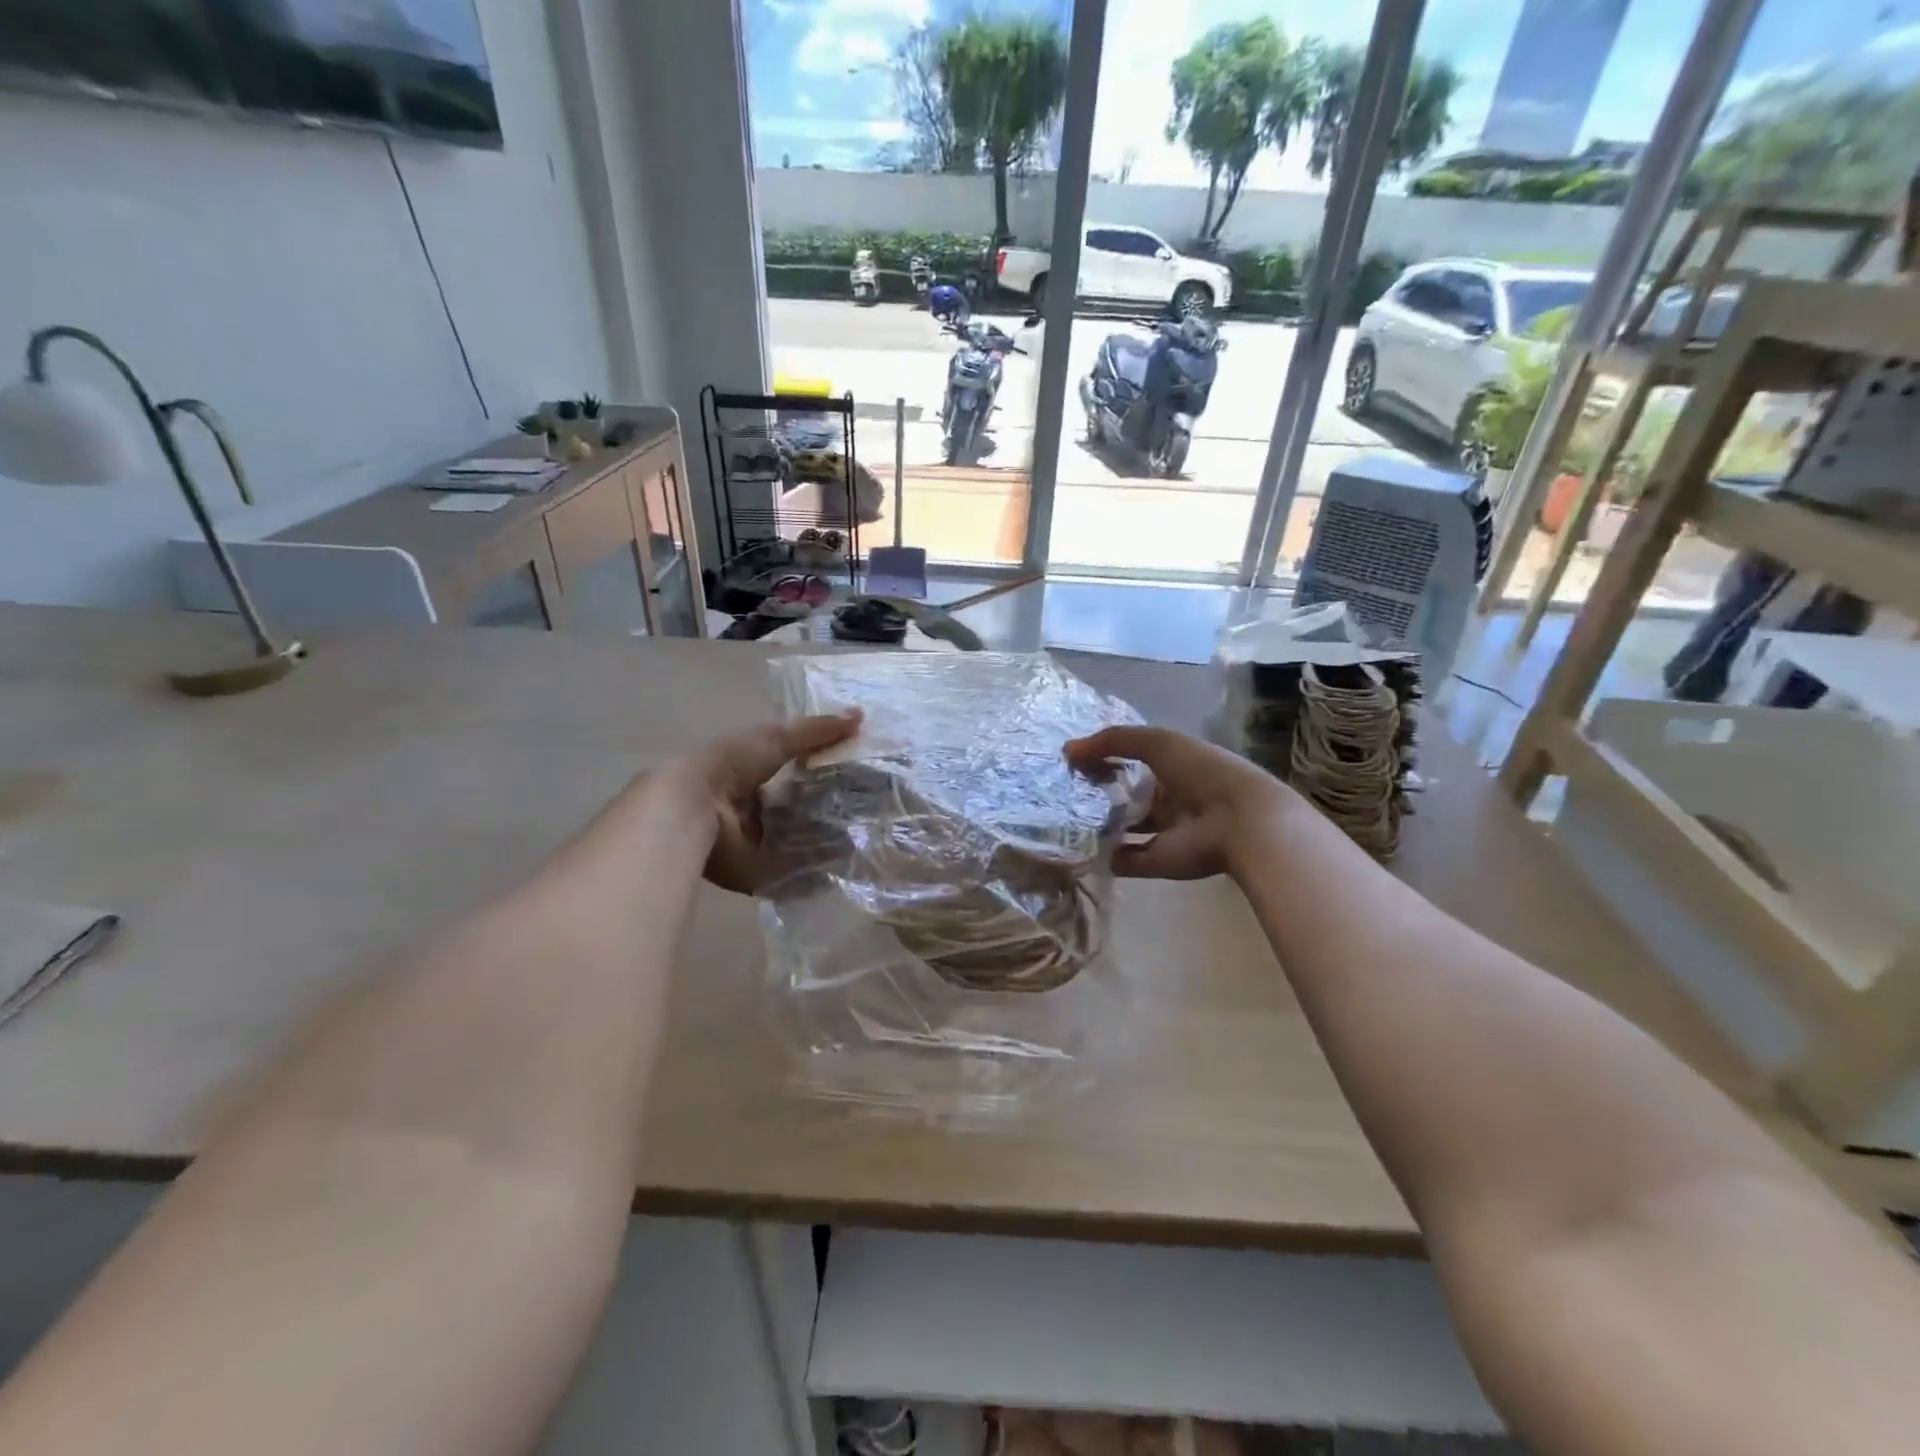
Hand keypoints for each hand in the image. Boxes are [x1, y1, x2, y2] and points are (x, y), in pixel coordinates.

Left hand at [680, 711, 861, 892]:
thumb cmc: (732, 765)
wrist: (693, 808)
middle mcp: (757, 811)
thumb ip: (817, 731)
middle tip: (872, 810)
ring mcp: (758, 845)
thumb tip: (860, 716)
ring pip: (802, 843)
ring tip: (868, 838)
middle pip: (802, 811)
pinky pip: (797, 873)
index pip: (797, 775)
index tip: (863, 776)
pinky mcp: (761, 873)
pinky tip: (848, 864)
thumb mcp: (777, 737)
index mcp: (755, 775)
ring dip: (829, 842)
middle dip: (832, 811)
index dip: (827, 773)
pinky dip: (819, 871)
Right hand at [1065, 725, 1292, 881]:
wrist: (1240, 821)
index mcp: (1174, 768)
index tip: (1073, 761)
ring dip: (1100, 825)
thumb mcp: (1156, 742)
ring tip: (1065, 818)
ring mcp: (1165, 832)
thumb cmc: (1201, 771)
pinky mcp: (1159, 861)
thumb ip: (1112, 741)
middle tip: (1063, 791)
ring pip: (1125, 828)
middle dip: (1099, 793)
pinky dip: (1105, 856)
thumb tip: (1068, 749)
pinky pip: (1126, 859)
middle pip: (1128, 796)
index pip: (1133, 762)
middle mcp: (1169, 799)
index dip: (1105, 759)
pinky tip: (1078, 845)